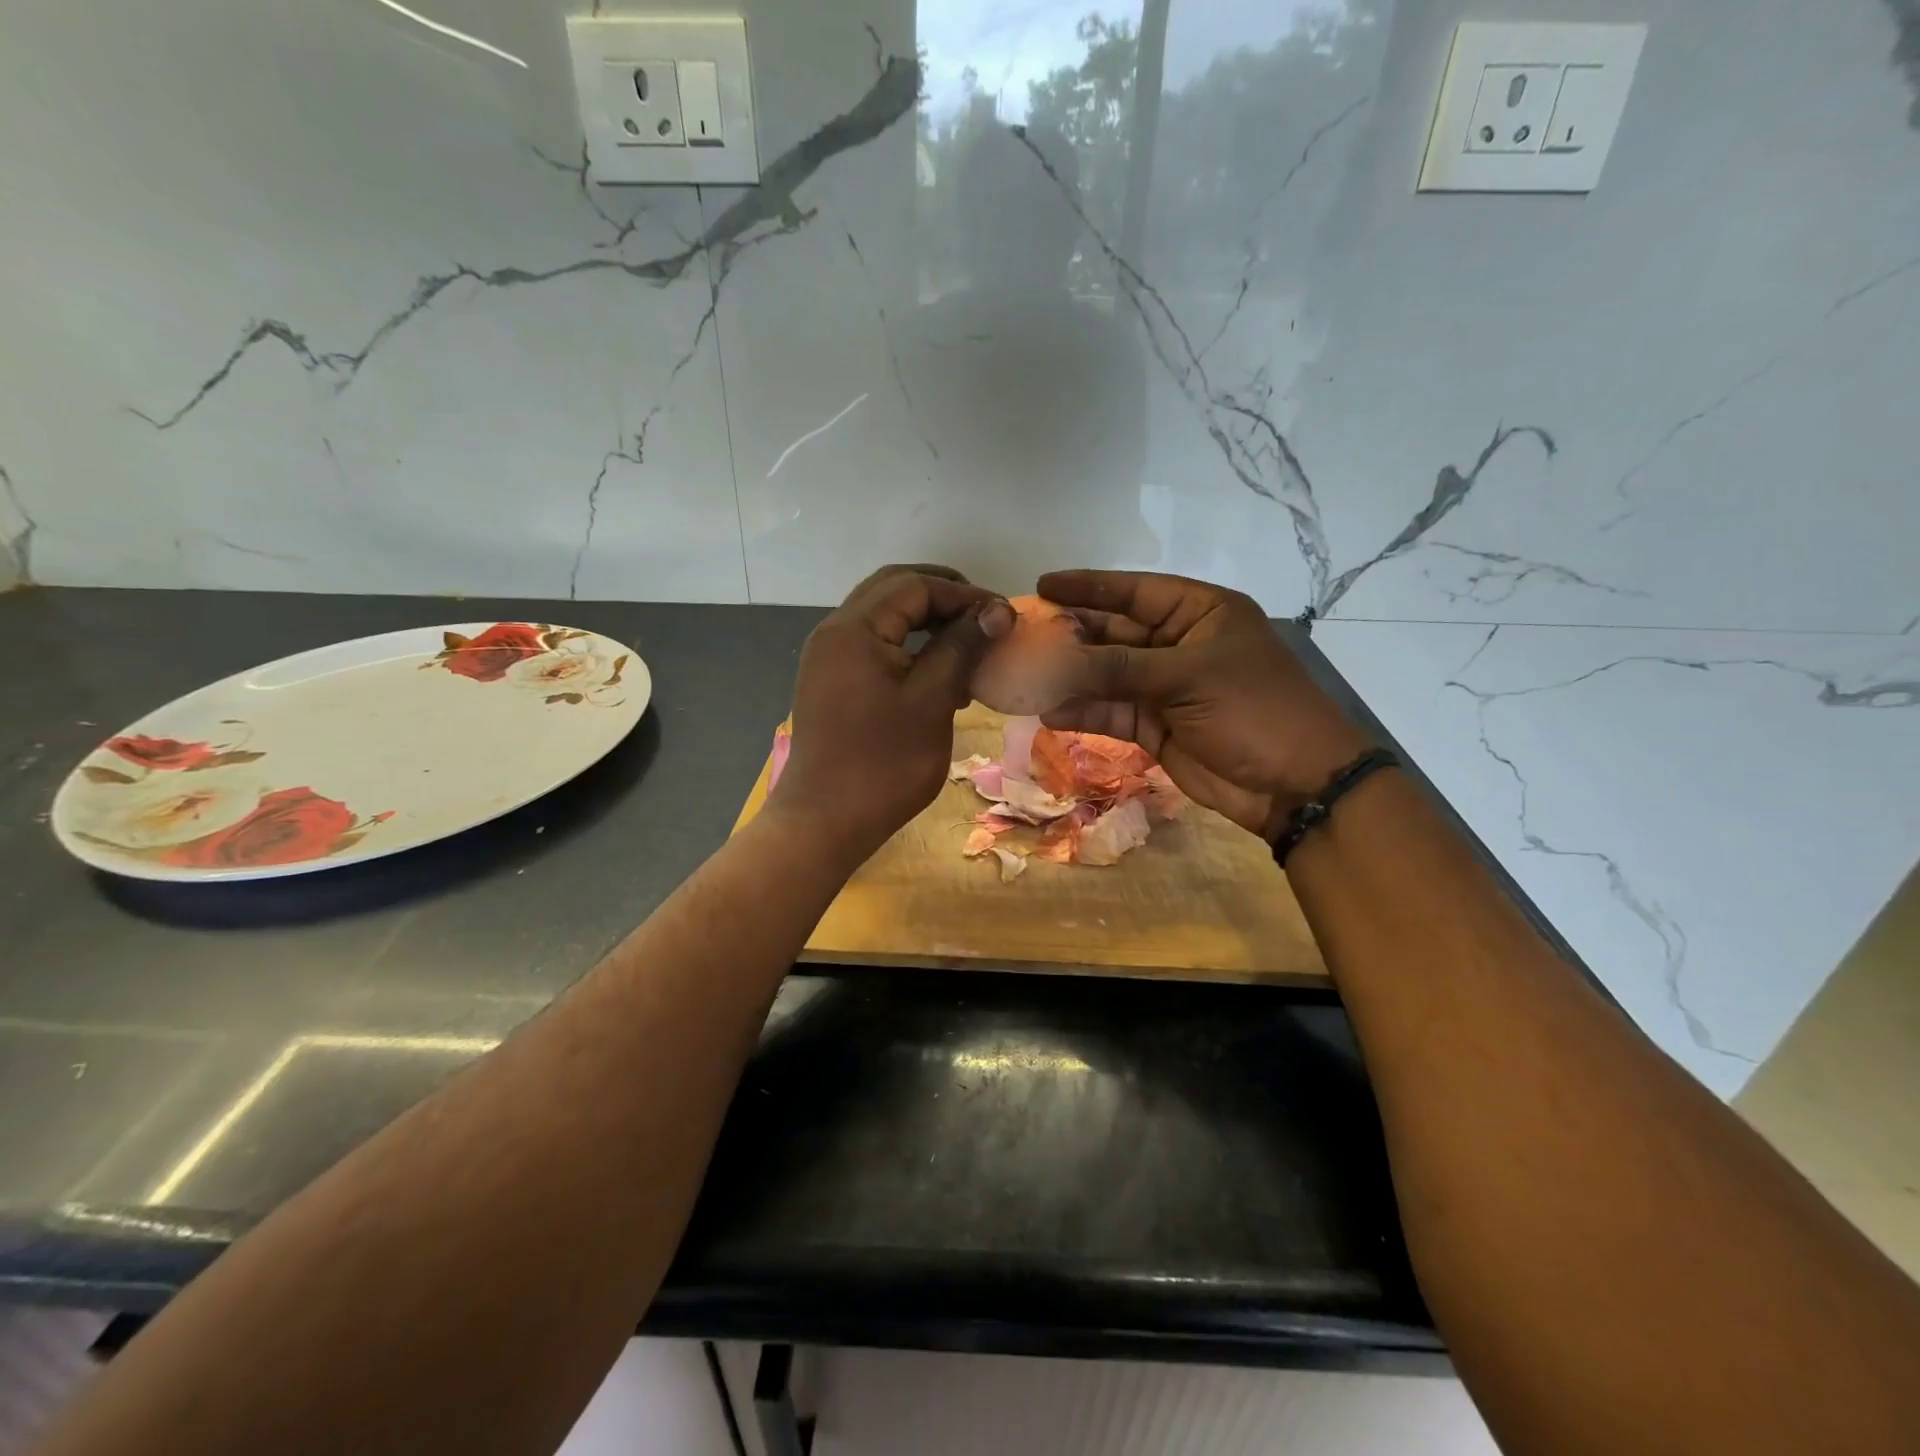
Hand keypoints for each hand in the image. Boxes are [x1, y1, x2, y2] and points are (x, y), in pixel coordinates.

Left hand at [774, 565, 1012, 859]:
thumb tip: (996, 610)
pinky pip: (874, 645)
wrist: (824, 823)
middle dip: (942, 597)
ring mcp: (828, 658)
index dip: (963, 593)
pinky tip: (939, 674)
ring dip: (926, 621)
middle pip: (893, 590)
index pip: (914, 585)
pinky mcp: (831, 682)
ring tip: (968, 645)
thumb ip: (961, 647)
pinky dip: (908, 646)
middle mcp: (834, 632)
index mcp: (854, 629)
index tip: (1004, 615)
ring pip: (883, 617)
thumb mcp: (931, 701)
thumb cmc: (883, 765)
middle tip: (985, 617)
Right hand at [1037, 570, 1371, 837]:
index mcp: (1200, 613)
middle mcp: (1178, 644)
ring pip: (1107, 675)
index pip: (1135, 591)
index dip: (1088, 587)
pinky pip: (1111, 712)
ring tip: (1024, 675)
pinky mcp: (1154, 727)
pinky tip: (1048, 711)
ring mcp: (1165, 687)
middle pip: (1114, 633)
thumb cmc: (1253, 709)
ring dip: (1070, 677)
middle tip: (1023, 636)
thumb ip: (1117, 668)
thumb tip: (1052, 662)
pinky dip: (1083, 712)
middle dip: (1071, 636)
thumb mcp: (1186, 677)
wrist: (1294, 785)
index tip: (1043, 584)